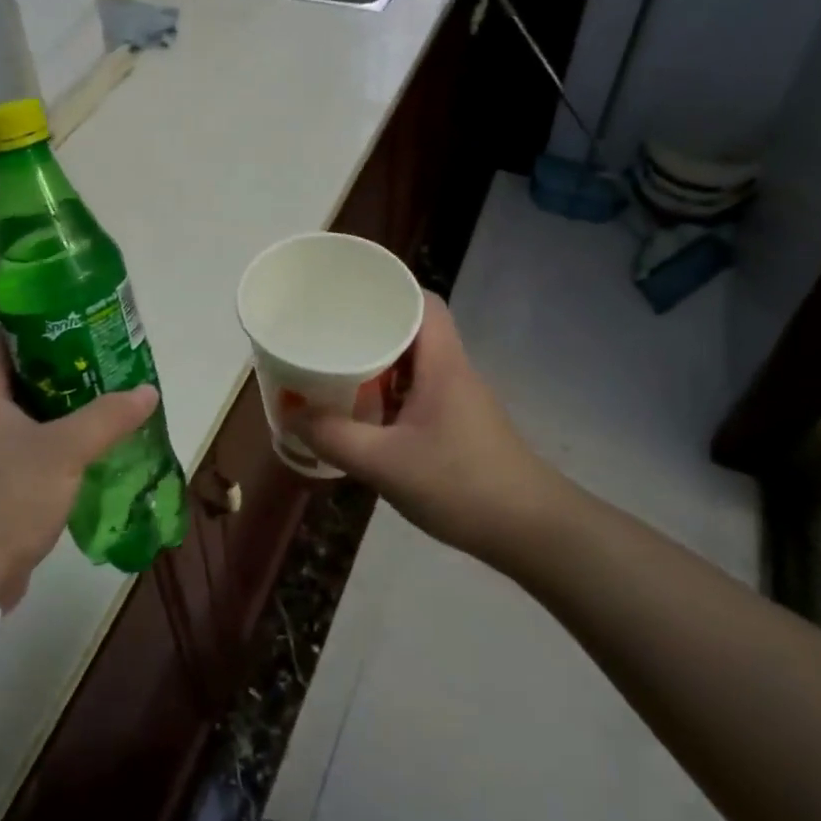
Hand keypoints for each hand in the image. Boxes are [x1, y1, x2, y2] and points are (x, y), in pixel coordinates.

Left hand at [0, 330, 157, 608]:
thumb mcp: (63, 452)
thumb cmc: (5, 500)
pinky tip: (93, 445)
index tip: (81, 325)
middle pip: (21, 375)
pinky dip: (58, 439)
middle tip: (107, 362)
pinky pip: (30, 445)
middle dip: (64, 367)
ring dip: (65, 406)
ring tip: (109, 398)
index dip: (39, 326)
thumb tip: (147, 391)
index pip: (2, 339)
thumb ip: (107, 417)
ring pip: (28, 413)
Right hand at [288, 294, 552, 561]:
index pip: (422, 301)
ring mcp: (458, 400)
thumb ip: (334, 438)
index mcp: (442, 363)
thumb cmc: (461, 484)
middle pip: (413, 330)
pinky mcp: (458, 426)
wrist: (530, 531)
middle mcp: (453, 371)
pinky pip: (417, 392)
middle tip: (328, 333)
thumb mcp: (385, 463)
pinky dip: (389, 393)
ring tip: (336, 367)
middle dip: (371, 327)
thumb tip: (290, 415)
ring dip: (378, 363)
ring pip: (414, 364)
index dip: (389, 289)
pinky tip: (363, 413)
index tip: (348, 294)